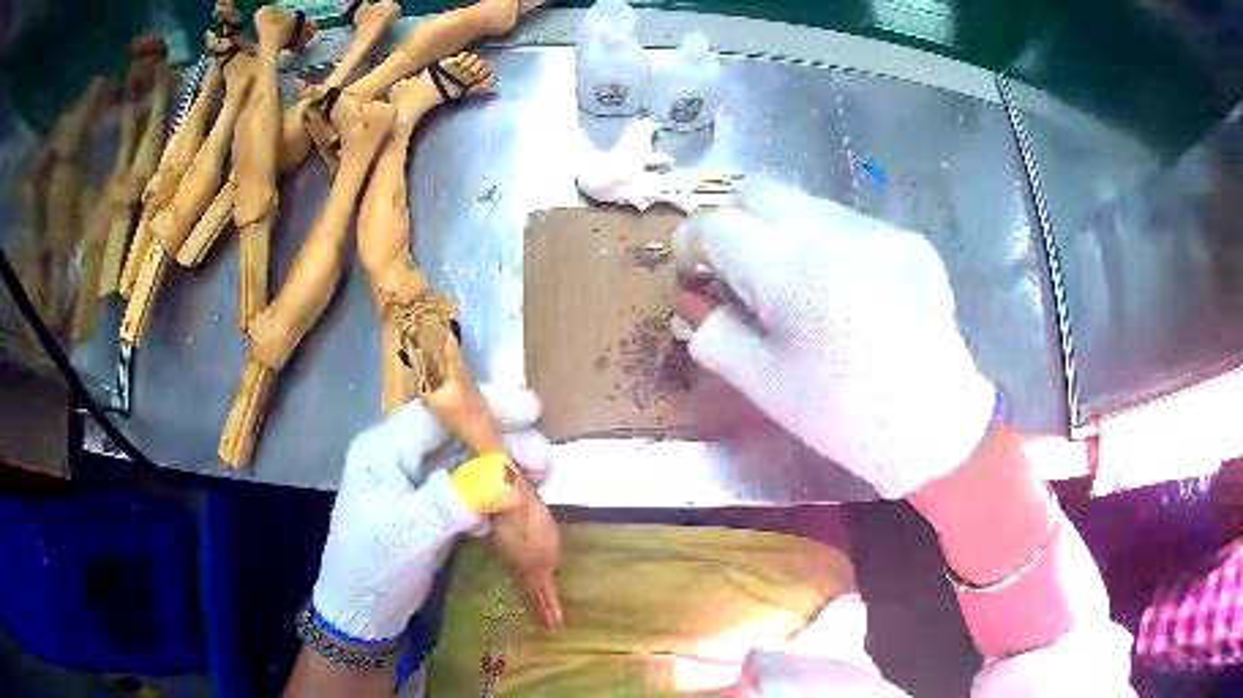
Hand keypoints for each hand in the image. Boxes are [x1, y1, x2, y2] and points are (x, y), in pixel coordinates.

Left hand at [311, 385, 547, 641]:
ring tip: (540, 483)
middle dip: (502, 442)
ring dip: (503, 470)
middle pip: (457, 433)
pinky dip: (493, 495)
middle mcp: (400, 455)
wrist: (361, 613)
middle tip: (544, 463)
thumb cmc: (373, 568)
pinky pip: (468, 488)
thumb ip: (452, 502)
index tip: (532, 412)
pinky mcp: (430, 505)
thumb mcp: (409, 535)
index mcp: (384, 449)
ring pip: (467, 461)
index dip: (483, 406)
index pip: (436, 411)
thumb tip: (505, 480)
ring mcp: (416, 481)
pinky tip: (511, 512)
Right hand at [673, 178, 995, 497]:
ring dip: (785, 234)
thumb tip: (694, 300)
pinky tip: (848, 293)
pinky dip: (831, 247)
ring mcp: (877, 230)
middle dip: (736, 224)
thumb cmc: (842, 415)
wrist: (934, 424)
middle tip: (742, 272)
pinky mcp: (909, 240)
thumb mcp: (764, 383)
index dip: (692, 246)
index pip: (715, 225)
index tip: (695, 274)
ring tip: (801, 288)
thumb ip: (715, 332)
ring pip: (807, 205)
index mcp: (788, 270)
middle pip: (759, 193)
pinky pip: (851, 226)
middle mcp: (832, 231)